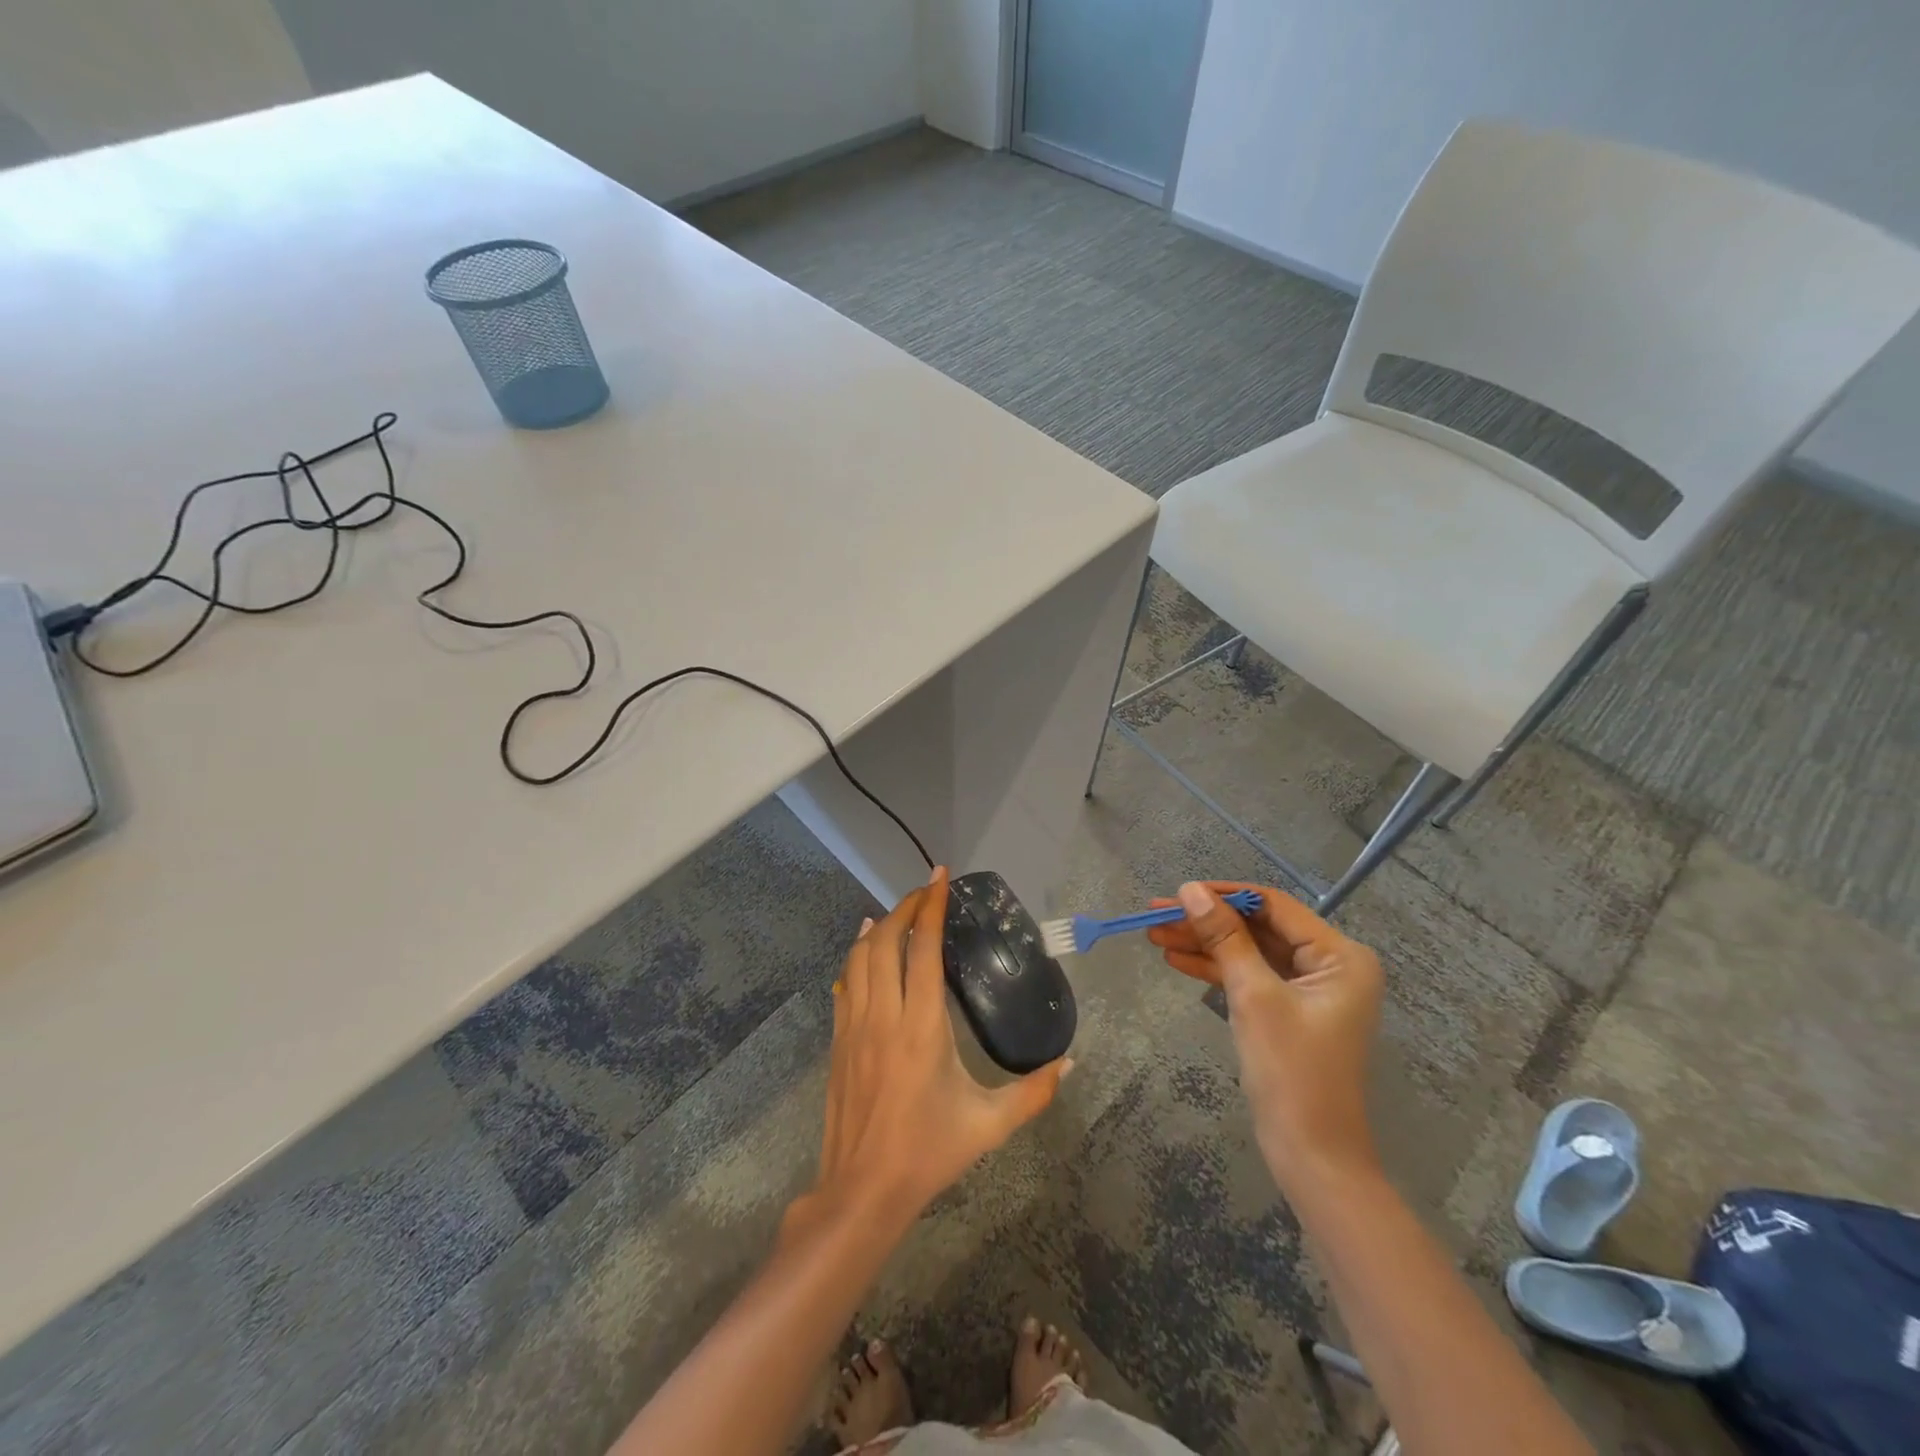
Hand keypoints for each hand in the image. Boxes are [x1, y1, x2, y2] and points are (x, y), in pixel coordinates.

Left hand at [801, 867, 1070, 1226]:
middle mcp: (884, 1016)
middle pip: (885, 941)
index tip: (940, 875)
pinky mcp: (838, 1040)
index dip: (932, 906)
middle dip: (904, 907)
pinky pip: (845, 983)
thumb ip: (1034, 1093)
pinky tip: (863, 946)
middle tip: (925, 892)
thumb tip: (1072, 1062)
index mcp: (922, 1027)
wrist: (862, 1191)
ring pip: (859, 957)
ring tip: (899, 911)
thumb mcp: (990, 1126)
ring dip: (878, 927)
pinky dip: (855, 955)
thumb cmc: (928, 1153)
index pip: (924, 949)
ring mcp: (855, 1027)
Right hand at [1148, 881, 1382, 1188]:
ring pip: (1249, 951)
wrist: (1311, 1155)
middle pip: (1258, 928)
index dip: (1223, 895)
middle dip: (1206, 922)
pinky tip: (1175, 960)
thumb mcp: (1254, 996)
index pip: (1273, 906)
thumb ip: (1224, 937)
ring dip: (1204, 944)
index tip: (1176, 893)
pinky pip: (1250, 976)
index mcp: (1340, 956)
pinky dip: (1215, 969)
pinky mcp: (1290, 1010)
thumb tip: (1189, 890)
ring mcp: (1310, 989)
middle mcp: (1330, 965)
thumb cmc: (1291, 1071)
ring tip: (1154, 936)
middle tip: (1154, 914)